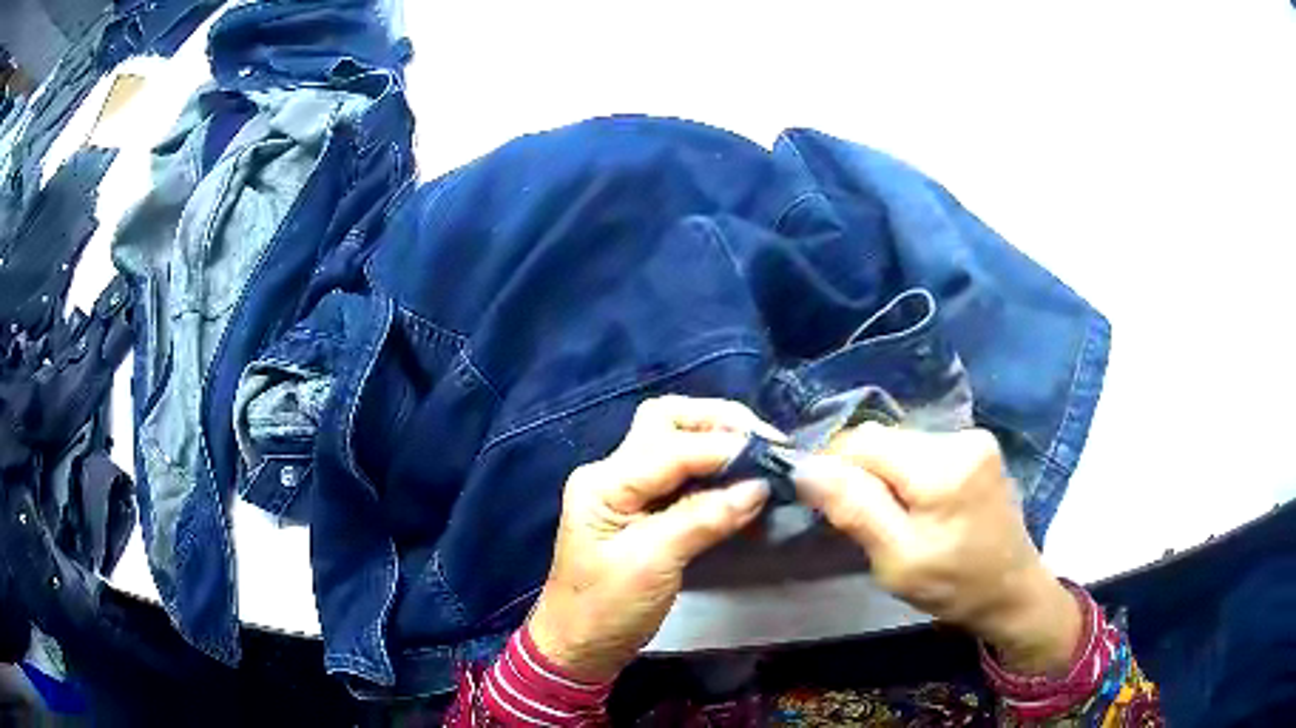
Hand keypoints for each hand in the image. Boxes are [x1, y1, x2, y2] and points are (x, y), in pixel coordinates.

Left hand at [528, 396, 778, 681]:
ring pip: (674, 439)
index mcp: (604, 482)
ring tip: (761, 453)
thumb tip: (758, 486)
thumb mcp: (653, 564)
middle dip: (718, 422)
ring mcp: (624, 488)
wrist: (578, 646)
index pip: (672, 446)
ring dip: (717, 439)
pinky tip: (740, 478)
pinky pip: (680, 472)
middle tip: (765, 441)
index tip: (773, 457)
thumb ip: (703, 519)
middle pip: (667, 421)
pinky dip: (712, 468)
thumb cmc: (606, 609)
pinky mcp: (639, 508)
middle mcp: (612, 472)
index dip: (724, 447)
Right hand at [794, 424, 1081, 674]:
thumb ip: (855, 509)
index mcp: (942, 468)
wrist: (1012, 590)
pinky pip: (922, 448)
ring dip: (883, 473)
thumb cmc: (953, 585)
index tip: (822, 504)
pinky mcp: (978, 446)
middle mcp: (960, 437)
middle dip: (860, 472)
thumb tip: (806, 467)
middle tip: (859, 520)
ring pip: (901, 442)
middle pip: (884, 438)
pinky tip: (914, 504)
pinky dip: (905, 472)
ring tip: (888, 516)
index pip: (864, 441)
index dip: (833, 465)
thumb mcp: (897, 560)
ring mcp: (974, 438)